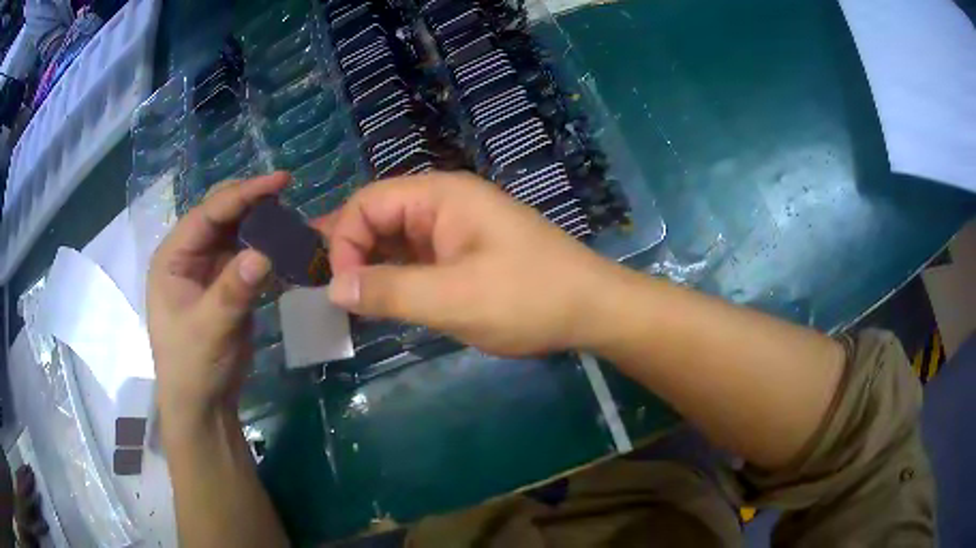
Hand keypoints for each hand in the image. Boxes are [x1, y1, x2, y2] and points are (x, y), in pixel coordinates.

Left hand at [147, 172, 288, 427]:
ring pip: (234, 233)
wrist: (203, 404)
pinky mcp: (224, 285)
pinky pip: (245, 256)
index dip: (241, 194)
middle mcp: (187, 256)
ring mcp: (206, 270)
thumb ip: (233, 289)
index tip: (278, 181)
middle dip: (250, 201)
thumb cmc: (192, 366)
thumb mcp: (209, 328)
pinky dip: (263, 247)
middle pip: (219, 216)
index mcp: (172, 258)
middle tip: (286, 192)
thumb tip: (265, 252)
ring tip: (288, 215)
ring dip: (259, 222)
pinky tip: (283, 243)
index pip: (207, 214)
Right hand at [318, 171, 617, 355]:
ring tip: (351, 301)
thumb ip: (389, 291)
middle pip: (379, 216)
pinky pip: (417, 258)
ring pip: (396, 239)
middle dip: (352, 252)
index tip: (342, 290)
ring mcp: (456, 228)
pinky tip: (385, 301)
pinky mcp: (465, 253)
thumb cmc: (527, 298)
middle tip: (333, 294)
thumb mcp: (453, 299)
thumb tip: (333, 288)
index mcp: (440, 196)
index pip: (367, 203)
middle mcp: (444, 203)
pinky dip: (396, 277)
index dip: (344, 242)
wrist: (591, 309)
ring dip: (372, 267)